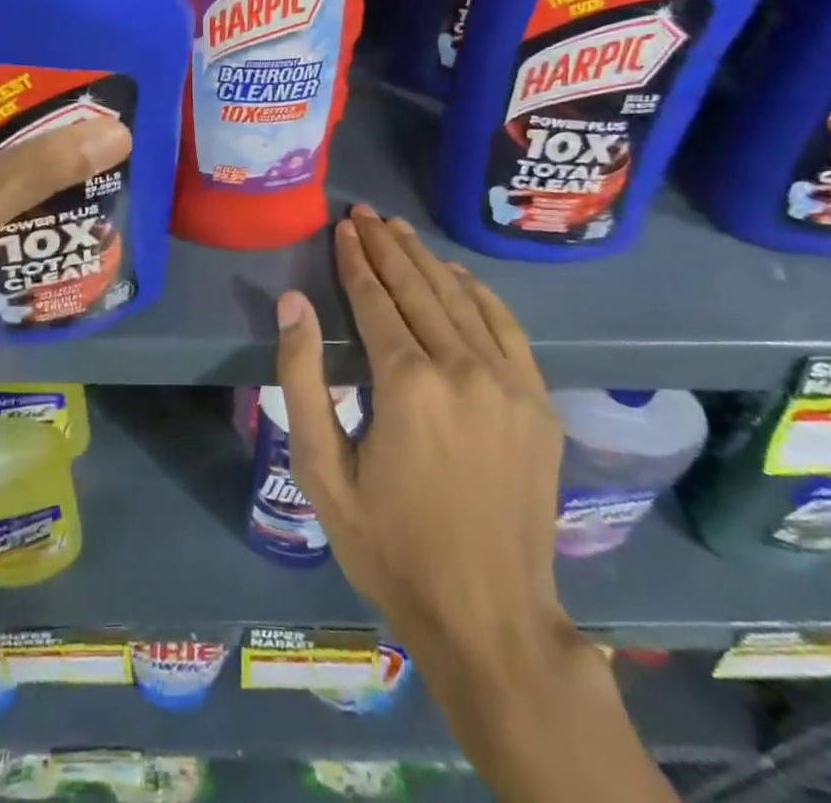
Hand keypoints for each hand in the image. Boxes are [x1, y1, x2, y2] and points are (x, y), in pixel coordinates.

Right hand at [274, 204, 570, 656]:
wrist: (489, 617)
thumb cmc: (391, 546)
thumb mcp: (322, 471)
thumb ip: (303, 379)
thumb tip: (293, 303)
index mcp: (407, 383)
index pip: (375, 300)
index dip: (356, 259)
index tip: (343, 226)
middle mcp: (462, 368)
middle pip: (418, 288)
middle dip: (387, 246)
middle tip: (365, 213)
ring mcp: (508, 383)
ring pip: (460, 300)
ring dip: (426, 260)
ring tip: (400, 231)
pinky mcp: (537, 402)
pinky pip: (505, 327)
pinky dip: (477, 293)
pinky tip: (456, 275)